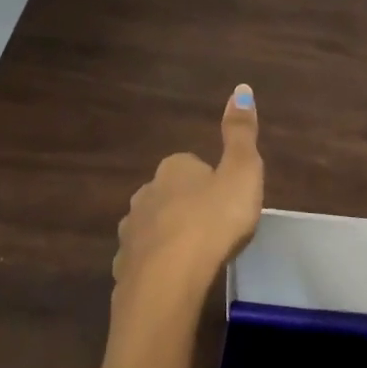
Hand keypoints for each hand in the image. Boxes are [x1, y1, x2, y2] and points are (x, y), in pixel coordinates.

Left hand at [113, 84, 263, 301]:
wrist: (169, 278)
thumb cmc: (213, 221)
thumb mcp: (242, 172)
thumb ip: (241, 134)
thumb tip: (242, 88)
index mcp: (174, 169)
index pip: (191, 165)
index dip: (211, 182)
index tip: (227, 203)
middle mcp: (145, 192)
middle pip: (169, 195)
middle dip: (187, 207)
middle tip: (215, 230)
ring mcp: (131, 230)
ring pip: (153, 226)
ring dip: (170, 236)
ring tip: (195, 257)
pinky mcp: (124, 265)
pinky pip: (143, 260)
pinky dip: (156, 265)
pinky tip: (174, 279)